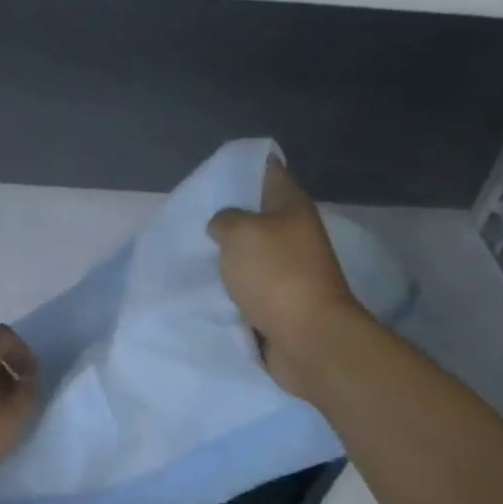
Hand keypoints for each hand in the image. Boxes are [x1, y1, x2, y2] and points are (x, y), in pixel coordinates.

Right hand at [207, 157, 366, 397]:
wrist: (307, 337)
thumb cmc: (276, 274)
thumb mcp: (240, 232)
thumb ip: (225, 220)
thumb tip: (223, 225)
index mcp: (291, 207)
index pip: (270, 172)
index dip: (247, 166)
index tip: (217, 169)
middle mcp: (295, 234)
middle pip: (260, 214)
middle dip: (230, 214)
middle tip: (195, 213)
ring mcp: (291, 269)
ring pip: (253, 252)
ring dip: (230, 253)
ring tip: (195, 250)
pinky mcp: (282, 301)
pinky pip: (251, 285)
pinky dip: (233, 285)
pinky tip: (208, 284)